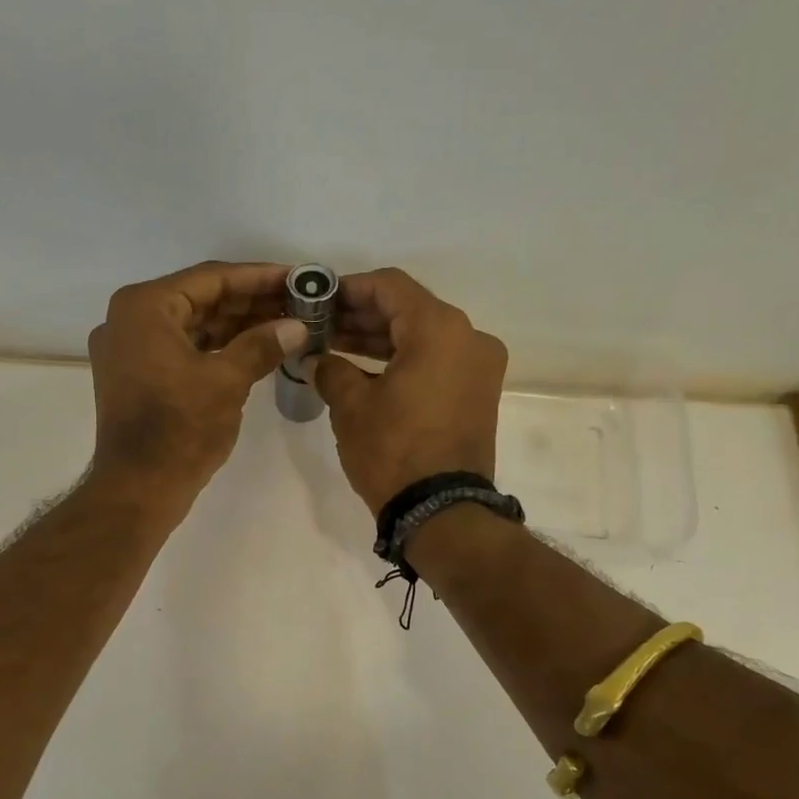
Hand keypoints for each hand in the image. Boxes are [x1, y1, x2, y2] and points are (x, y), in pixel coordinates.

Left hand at [88, 262, 308, 506]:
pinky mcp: (135, 376)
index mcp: (144, 307)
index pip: (211, 278)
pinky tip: (254, 348)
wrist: (137, 489)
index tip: (296, 278)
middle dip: (249, 303)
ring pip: (191, 325)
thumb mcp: (227, 381)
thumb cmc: (180, 430)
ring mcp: (129, 349)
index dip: (258, 277)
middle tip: (297, 302)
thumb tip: (297, 326)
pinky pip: (181, 349)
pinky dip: (215, 348)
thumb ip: (262, 345)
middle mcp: (129, 319)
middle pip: (200, 299)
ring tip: (284, 324)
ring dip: (235, 325)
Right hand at [316, 269, 507, 512]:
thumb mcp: (351, 406)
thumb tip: (318, 358)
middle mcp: (469, 338)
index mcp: (440, 329)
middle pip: (409, 310)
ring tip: (335, 347)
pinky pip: (437, 362)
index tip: (319, 299)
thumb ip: (331, 369)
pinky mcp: (478, 394)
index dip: (349, 288)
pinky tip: (365, 370)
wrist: (441, 511)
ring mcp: (479, 367)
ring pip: (423, 337)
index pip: (390, 287)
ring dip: (381, 340)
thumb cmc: (393, 451)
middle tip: (321, 325)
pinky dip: (404, 361)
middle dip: (362, 316)